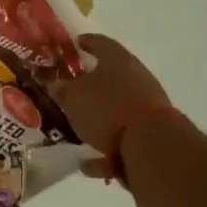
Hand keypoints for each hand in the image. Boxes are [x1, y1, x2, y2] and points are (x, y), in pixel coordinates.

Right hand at [53, 34, 172, 156]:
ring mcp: (149, 105)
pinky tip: (88, 163)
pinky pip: (122, 137)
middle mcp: (136, 77)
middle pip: (110, 76)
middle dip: (90, 84)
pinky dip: (106, 148)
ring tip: (76, 128)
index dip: (85, 43)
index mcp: (117, 60)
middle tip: (70, 89)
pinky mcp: (153, 132)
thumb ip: (60, 88)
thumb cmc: (107, 108)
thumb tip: (53, 82)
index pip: (99, 42)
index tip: (74, 45)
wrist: (152, 145)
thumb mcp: (72, 96)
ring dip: (98, 117)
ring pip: (117, 107)